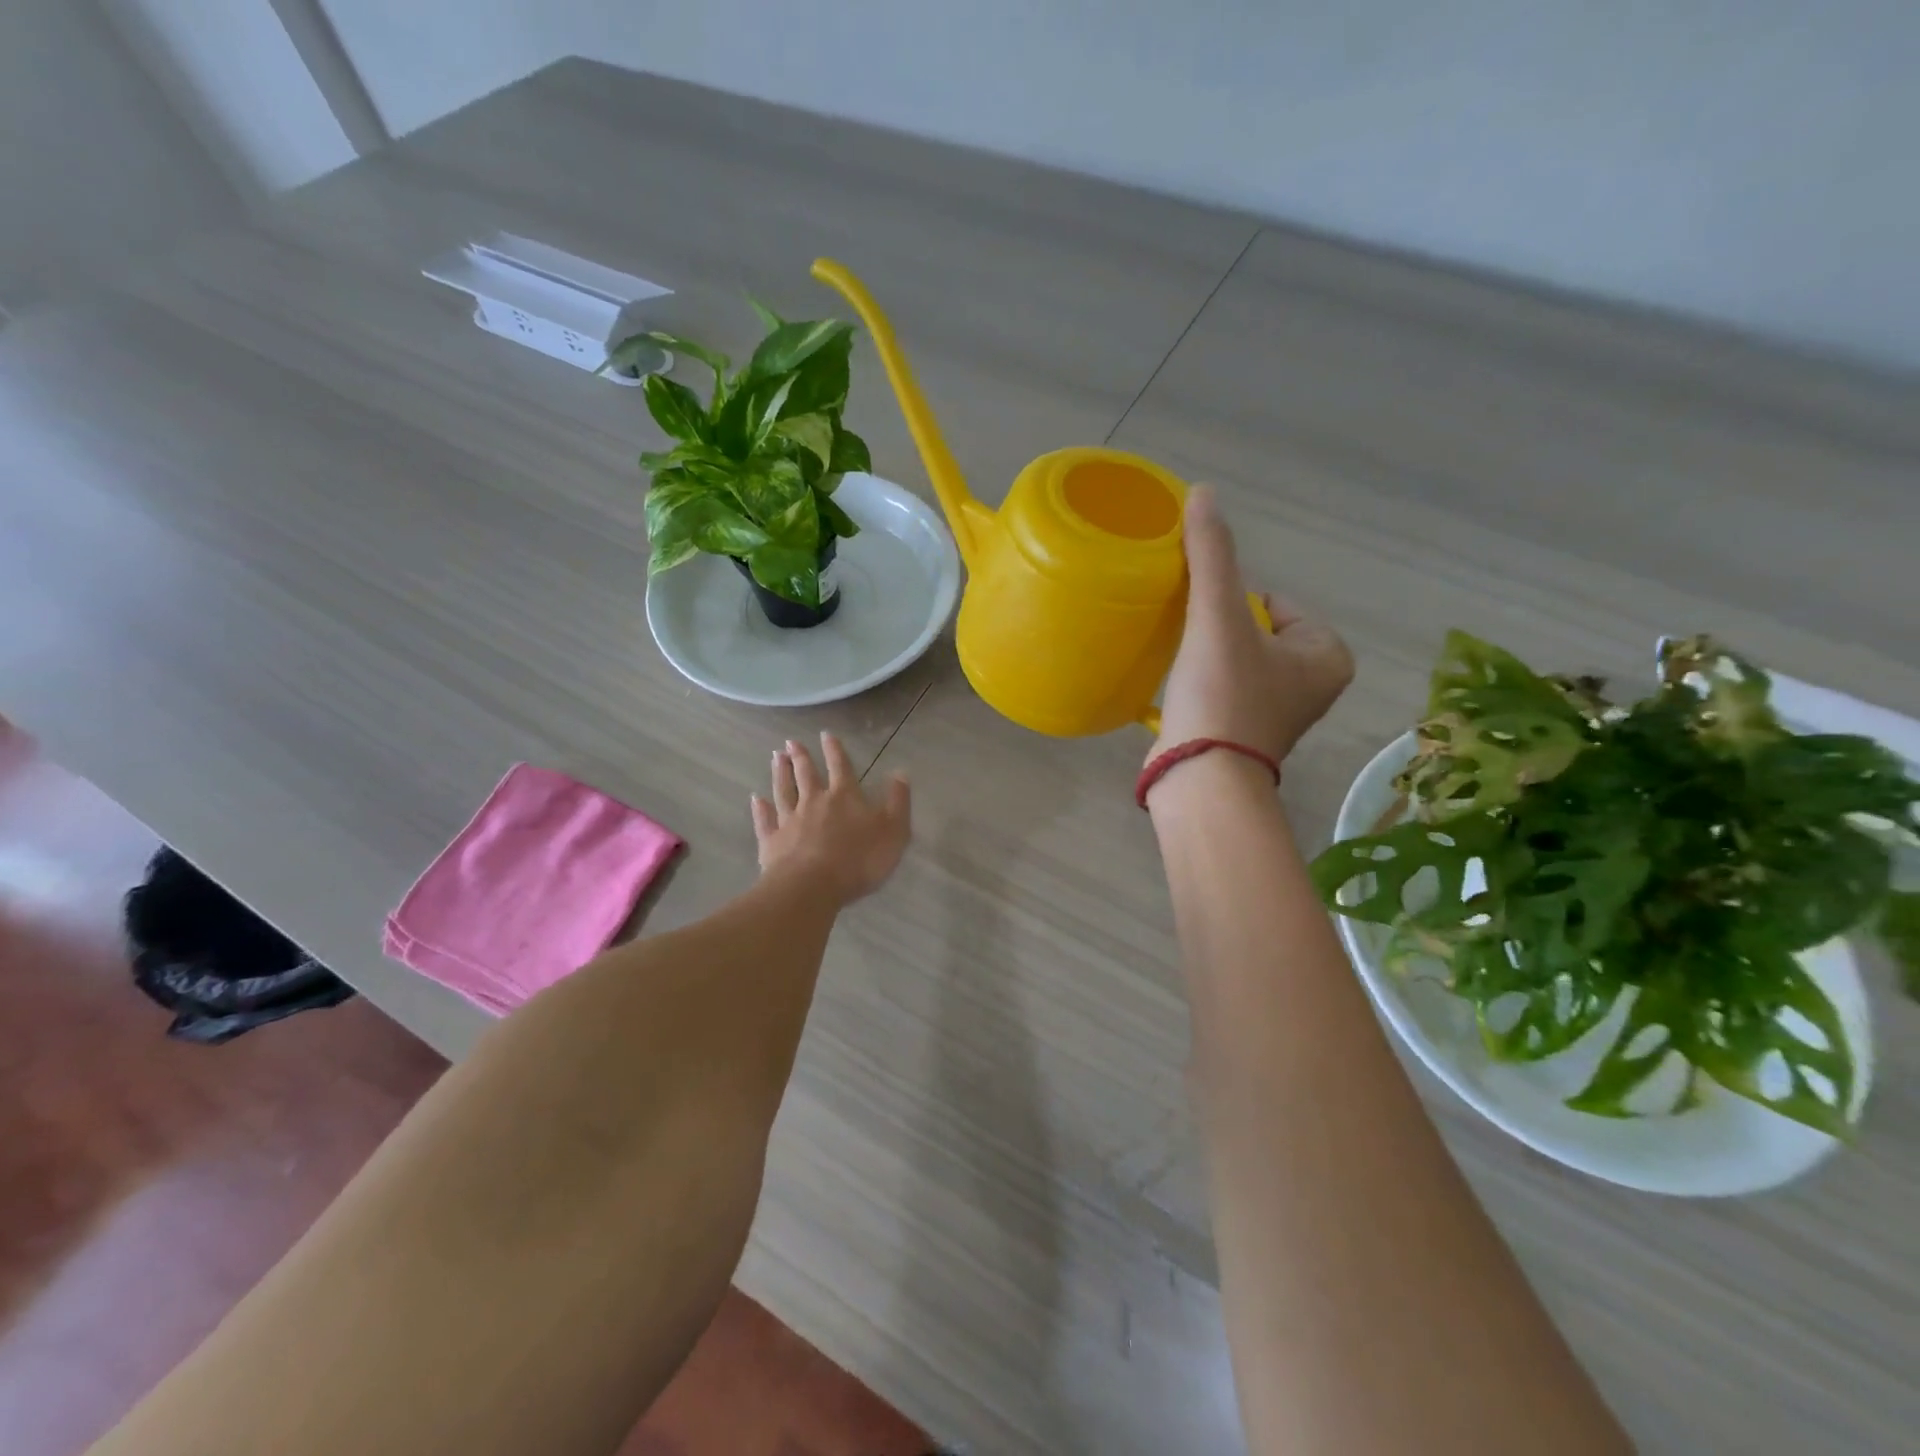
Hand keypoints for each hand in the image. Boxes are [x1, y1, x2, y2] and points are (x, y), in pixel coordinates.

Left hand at [751, 733, 911, 906]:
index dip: (835, 751)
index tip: (826, 734)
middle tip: (791, 742)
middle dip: (801, 757)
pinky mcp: (771, 842)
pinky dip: (760, 808)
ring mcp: (789, 821)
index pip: (840, 767)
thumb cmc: (858, 859)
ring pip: (783, 791)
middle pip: (806, 775)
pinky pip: (765, 820)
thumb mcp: (893, 831)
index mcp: (844, 797)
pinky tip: (757, 799)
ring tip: (775, 758)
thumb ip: (897, 801)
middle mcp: (814, 802)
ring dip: (780, 774)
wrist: (812, 887)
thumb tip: (900, 773)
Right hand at [1152, 485, 1353, 769]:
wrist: (1201, 780)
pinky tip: (1183, 692)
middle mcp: (1315, 684)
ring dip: (1209, 656)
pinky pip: (1227, 688)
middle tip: (1194, 649)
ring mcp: (1282, 713)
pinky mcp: (1248, 734)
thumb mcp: (1219, 617)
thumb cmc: (1223, 695)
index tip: (1208, 628)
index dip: (1232, 605)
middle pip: (1254, 629)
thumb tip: (1204, 491)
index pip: (1275, 601)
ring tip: (1184, 668)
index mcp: (1328, 654)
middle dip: (1220, 630)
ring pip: (1238, 658)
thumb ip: (1213, 555)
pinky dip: (1205, 684)